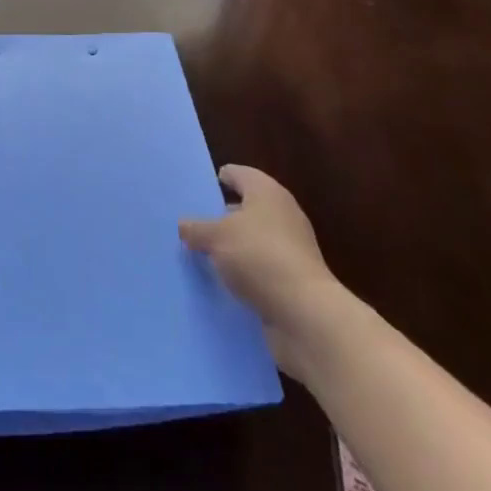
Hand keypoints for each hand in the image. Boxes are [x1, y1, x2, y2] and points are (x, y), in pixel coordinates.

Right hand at [179, 165, 345, 378]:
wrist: (306, 316)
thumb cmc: (259, 257)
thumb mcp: (216, 237)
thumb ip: (196, 229)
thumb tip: (184, 225)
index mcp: (267, 193)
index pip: (239, 174)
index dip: (220, 178)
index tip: (199, 188)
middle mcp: (282, 215)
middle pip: (246, 208)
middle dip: (221, 216)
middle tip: (193, 224)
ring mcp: (291, 250)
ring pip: (252, 241)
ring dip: (232, 248)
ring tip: (201, 256)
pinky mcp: (293, 281)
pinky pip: (260, 270)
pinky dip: (244, 274)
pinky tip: (222, 283)